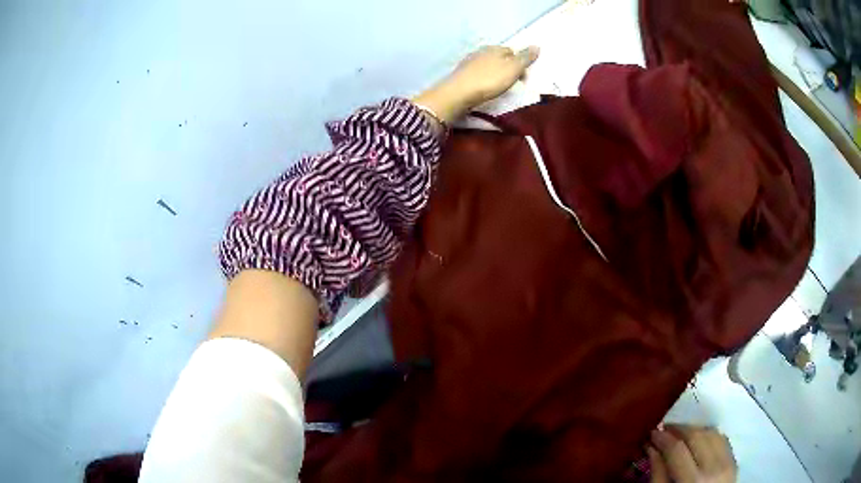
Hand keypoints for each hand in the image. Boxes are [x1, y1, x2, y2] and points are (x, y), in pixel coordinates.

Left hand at [413, 45, 539, 123]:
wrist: (459, 93)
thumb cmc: (490, 80)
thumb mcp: (513, 68)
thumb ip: (525, 58)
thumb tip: (537, 46)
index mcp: (495, 49)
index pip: (512, 51)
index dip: (520, 63)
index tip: (523, 78)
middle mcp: (481, 52)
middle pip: (499, 58)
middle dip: (507, 68)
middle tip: (512, 83)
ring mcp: (469, 62)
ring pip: (488, 65)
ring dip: (495, 74)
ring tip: (499, 87)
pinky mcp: (461, 74)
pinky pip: (478, 74)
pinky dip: (484, 79)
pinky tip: (484, 88)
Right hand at [648, 425, 736, 482]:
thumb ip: (658, 475)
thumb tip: (652, 448)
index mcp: (692, 482)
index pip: (677, 450)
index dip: (663, 438)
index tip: (652, 432)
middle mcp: (713, 468)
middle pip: (697, 436)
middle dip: (679, 429)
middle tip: (664, 429)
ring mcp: (727, 463)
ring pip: (712, 433)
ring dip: (694, 429)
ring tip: (680, 433)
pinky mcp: (734, 462)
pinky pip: (723, 440)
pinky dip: (709, 435)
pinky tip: (699, 439)